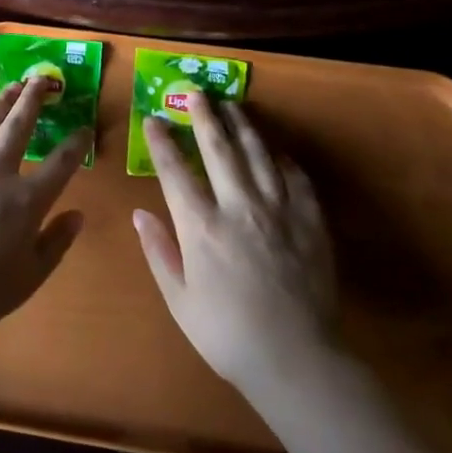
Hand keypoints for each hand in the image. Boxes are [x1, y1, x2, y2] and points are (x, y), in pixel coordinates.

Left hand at [0, 78, 88, 343]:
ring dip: (1, 103)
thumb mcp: (29, 277)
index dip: (76, 143)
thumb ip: (56, 242)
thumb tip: (77, 215)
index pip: (60, 163)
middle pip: (18, 125)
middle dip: (34, 99)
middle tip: (43, 79)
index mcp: (26, 200)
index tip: (84, 129)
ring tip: (12, 87)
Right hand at [134, 91, 337, 396]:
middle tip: (197, 93)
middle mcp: (238, 207)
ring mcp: (278, 211)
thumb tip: (141, 214)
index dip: (162, 141)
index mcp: (200, 226)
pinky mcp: (310, 223)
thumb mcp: (179, 299)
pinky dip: (284, 162)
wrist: (296, 359)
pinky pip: (297, 180)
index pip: (175, 170)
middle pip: (219, 149)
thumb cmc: (226, 333)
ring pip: (258, 155)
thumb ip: (159, 252)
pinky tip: (276, 153)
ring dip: (244, 127)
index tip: (154, 119)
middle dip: (205, 117)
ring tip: (234, 106)